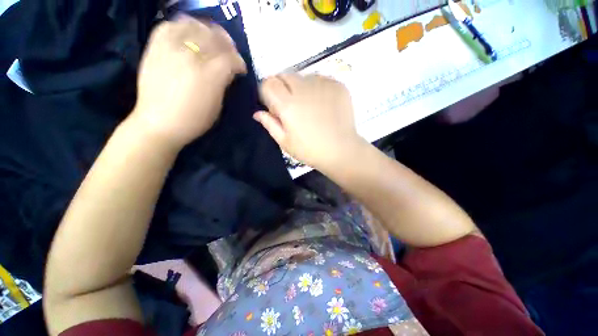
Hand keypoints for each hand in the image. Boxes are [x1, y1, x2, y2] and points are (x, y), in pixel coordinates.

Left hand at [131, 16, 246, 147]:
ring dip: (206, 30)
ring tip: (210, 39)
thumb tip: (229, 71)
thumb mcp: (218, 106)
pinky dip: (181, 26)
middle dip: (227, 44)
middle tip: (230, 52)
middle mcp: (191, 57)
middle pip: (214, 38)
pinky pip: (169, 26)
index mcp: (210, 76)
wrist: (159, 123)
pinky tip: (188, 34)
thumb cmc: (194, 120)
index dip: (239, 61)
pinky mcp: (154, 48)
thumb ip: (224, 84)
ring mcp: (170, 49)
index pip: (230, 58)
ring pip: (193, 26)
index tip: (241, 68)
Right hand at [254, 73, 364, 170]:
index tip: (273, 104)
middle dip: (282, 87)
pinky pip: (321, 79)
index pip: (268, 83)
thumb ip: (270, 124)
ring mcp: (322, 85)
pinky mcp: (337, 85)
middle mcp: (303, 89)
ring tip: (310, 106)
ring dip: (301, 87)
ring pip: (304, 76)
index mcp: (287, 105)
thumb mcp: (285, 142)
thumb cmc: (310, 151)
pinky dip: (318, 88)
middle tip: (291, 105)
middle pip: (285, 75)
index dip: (267, 92)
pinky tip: (323, 104)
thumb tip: (258, 113)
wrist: (341, 151)